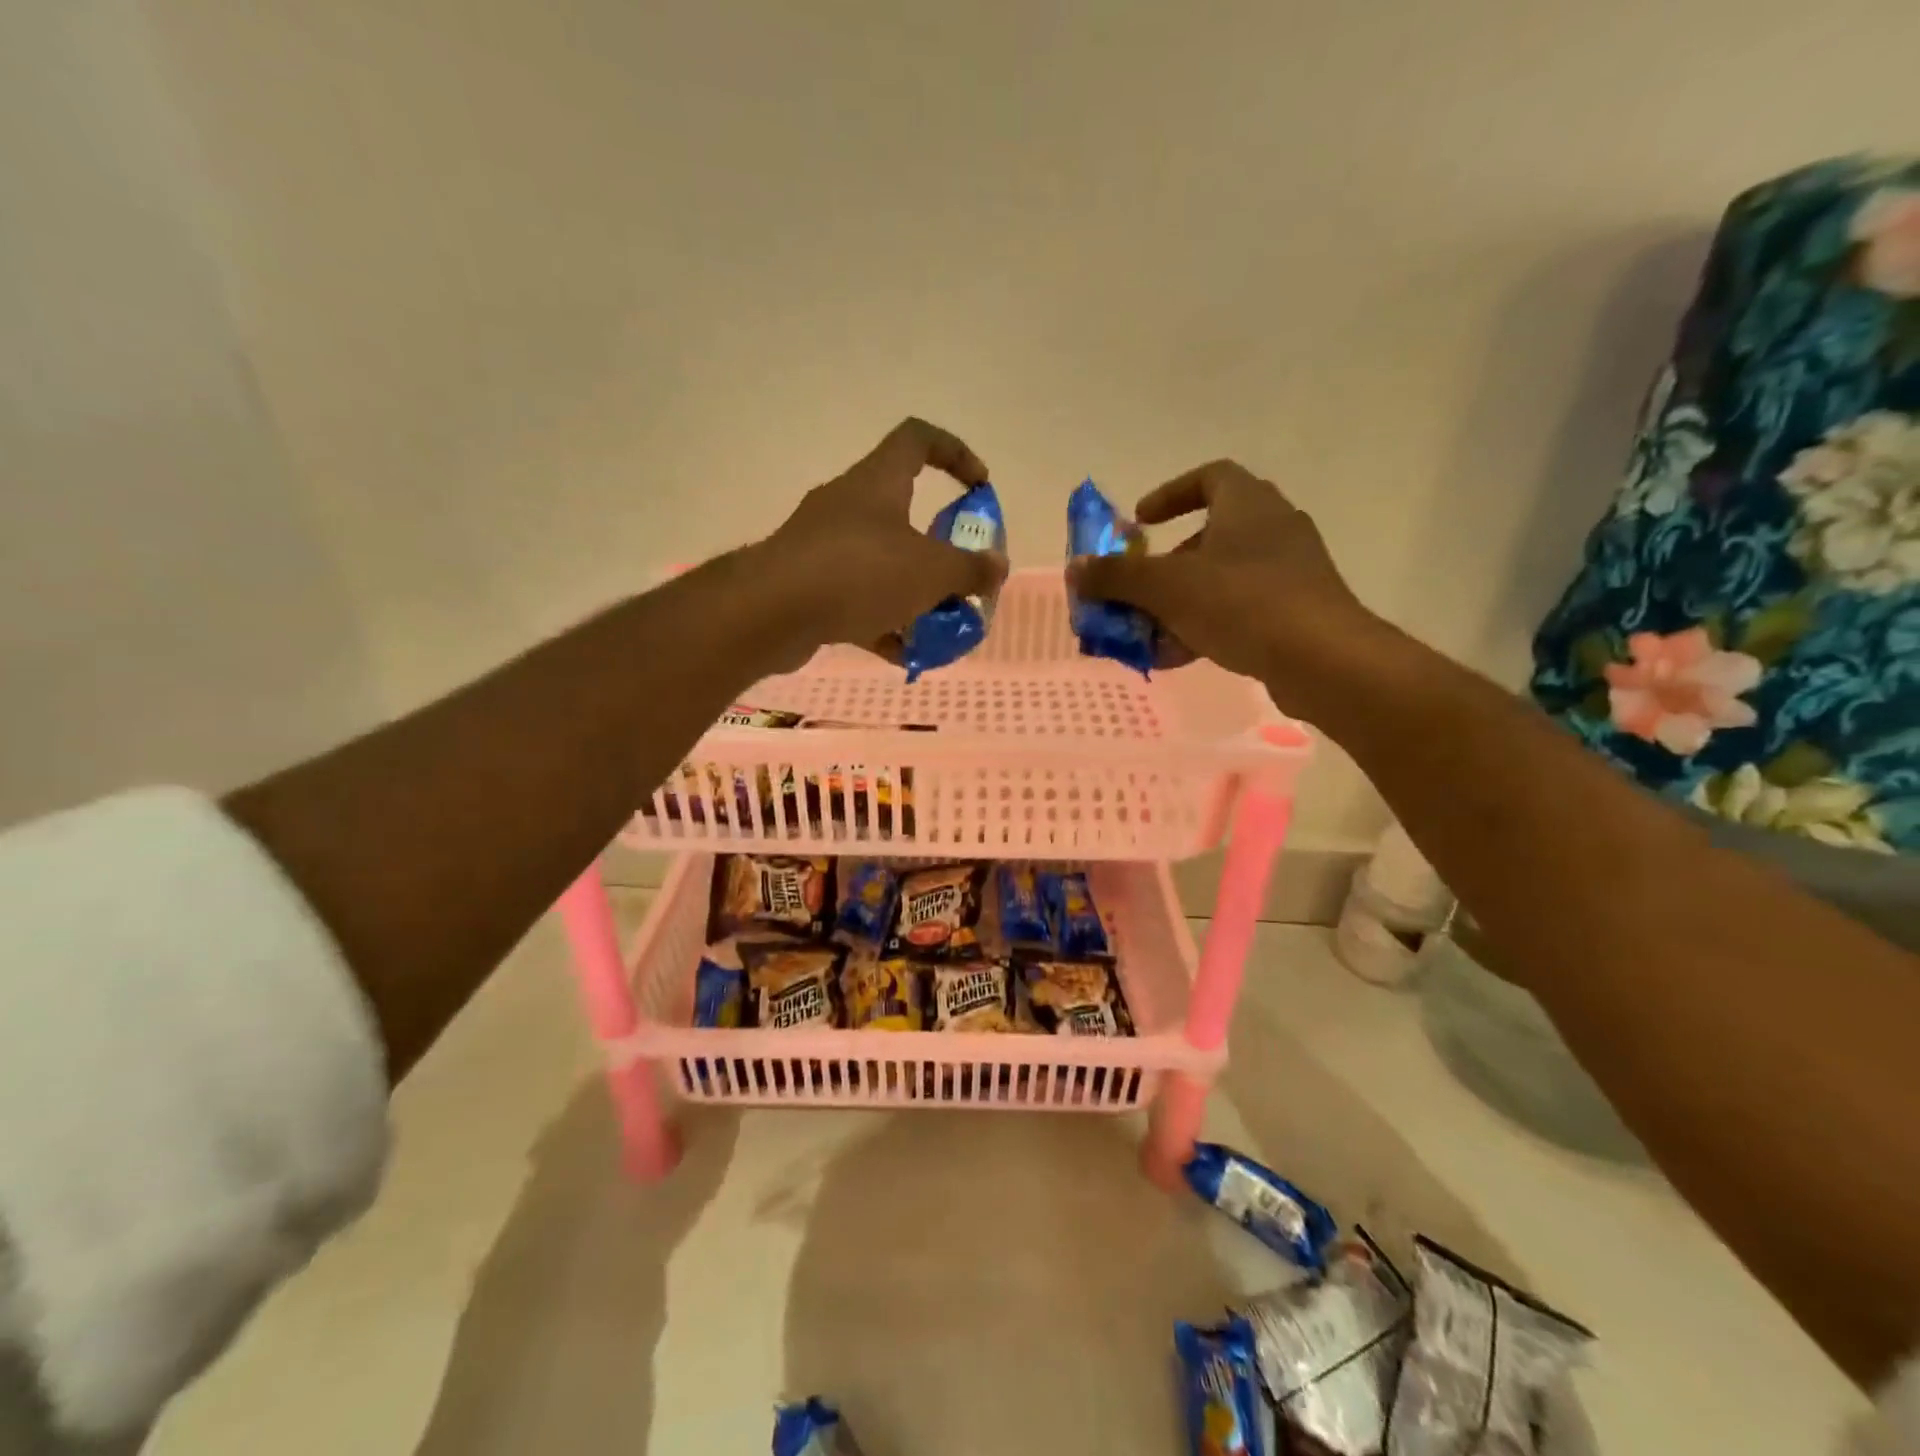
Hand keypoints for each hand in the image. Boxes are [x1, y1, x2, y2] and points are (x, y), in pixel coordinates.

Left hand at [758, 418, 1006, 661]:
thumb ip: (970, 569)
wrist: (771, 613)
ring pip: (880, 561)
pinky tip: (901, 652)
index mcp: (878, 482)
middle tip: (959, 577)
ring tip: (937, 625)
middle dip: (938, 547)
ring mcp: (823, 545)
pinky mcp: (807, 583)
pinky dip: (881, 619)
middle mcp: (848, 504)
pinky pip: (856, 597)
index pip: (918, 439)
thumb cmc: (860, 574)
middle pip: (903, 511)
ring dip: (911, 590)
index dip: (955, 453)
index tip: (979, 487)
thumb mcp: (931, 572)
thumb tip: (997, 566)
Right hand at [1067, 460, 1382, 713]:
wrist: (1322, 659)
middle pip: (1210, 534)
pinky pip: (1241, 609)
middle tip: (1140, 589)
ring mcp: (1291, 570)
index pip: (1209, 477)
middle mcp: (1274, 527)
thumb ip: (1117, 577)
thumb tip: (1074, 569)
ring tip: (1149, 634)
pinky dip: (1207, 625)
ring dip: (1181, 602)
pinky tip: (1178, 657)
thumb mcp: (1165, 588)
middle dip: (1167, 565)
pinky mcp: (1298, 609)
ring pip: (1223, 578)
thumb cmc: (1241, 603)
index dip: (1170, 495)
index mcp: (1247, 504)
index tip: (1140, 523)